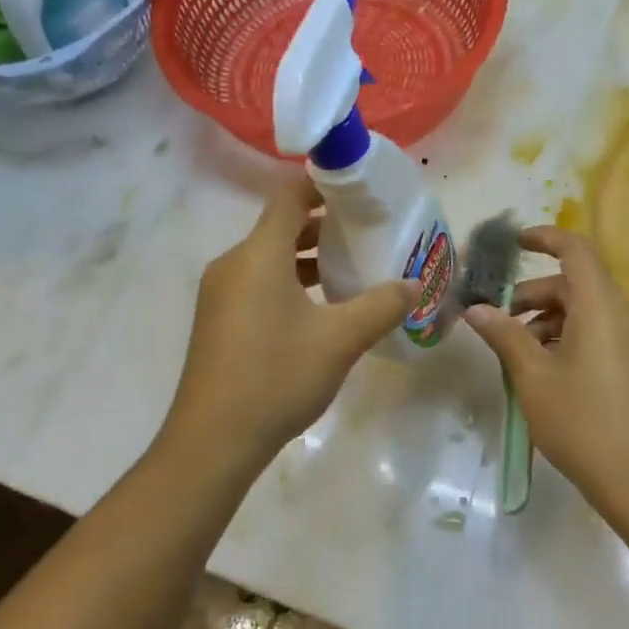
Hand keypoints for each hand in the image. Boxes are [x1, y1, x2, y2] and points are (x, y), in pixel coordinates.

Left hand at [164, 178, 417, 472]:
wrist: (213, 442)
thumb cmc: (276, 377)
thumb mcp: (339, 340)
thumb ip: (381, 305)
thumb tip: (415, 284)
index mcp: (258, 255)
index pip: (289, 197)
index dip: (323, 186)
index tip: (360, 190)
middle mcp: (233, 264)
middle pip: (280, 226)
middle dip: (323, 225)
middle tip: (368, 231)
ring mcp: (220, 294)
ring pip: (269, 258)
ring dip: (307, 258)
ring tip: (351, 269)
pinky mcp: (218, 320)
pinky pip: (257, 283)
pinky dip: (289, 282)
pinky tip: (320, 309)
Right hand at [462, 226, 628, 511]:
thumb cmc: (584, 423)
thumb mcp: (534, 378)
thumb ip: (504, 335)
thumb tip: (476, 309)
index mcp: (603, 306)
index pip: (575, 249)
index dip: (544, 238)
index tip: (514, 243)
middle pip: (578, 285)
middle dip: (535, 296)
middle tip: (500, 321)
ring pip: (591, 312)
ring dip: (552, 322)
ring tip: (521, 356)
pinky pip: (606, 334)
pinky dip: (574, 339)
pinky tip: (551, 374)